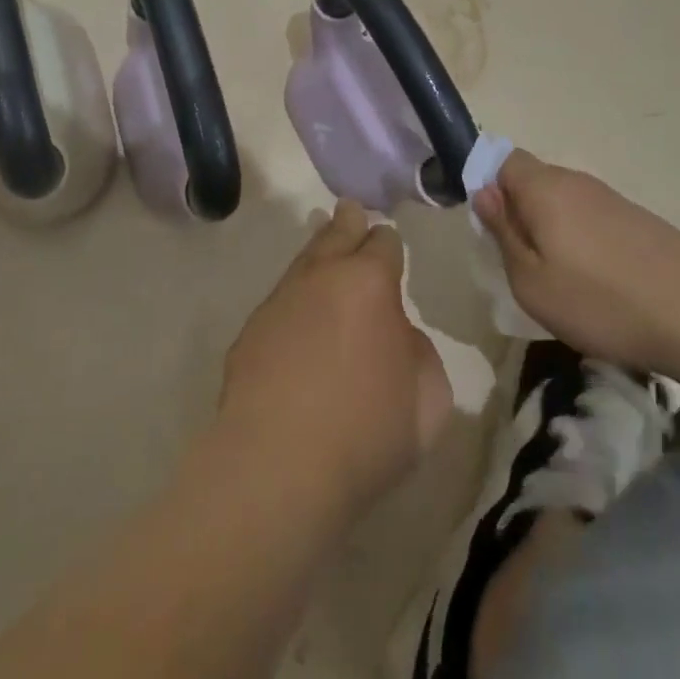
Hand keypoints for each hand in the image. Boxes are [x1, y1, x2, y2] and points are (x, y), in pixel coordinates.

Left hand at [219, 203, 451, 512]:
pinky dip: (295, 299)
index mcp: (369, 281)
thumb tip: (397, 335)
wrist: (276, 467)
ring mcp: (280, 299)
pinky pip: (280, 300)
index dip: (390, 245)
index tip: (391, 253)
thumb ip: (419, 351)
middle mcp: (322, 276)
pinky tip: (298, 318)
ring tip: (324, 247)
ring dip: (318, 253)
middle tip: (351, 213)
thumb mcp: (429, 398)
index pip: (384, 241)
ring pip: (304, 260)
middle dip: (349, 222)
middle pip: (337, 232)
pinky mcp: (251, 330)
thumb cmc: (366, 432)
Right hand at [473, 150, 679, 378]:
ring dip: (551, 229)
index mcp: (544, 187)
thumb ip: (503, 233)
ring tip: (560, 279)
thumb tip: (484, 194)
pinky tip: (597, 282)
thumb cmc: (601, 301)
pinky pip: (591, 218)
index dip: (488, 186)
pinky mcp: (637, 219)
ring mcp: (610, 198)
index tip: (489, 228)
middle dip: (519, 212)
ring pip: (563, 201)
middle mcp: (575, 181)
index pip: (503, 160)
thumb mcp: (532, 282)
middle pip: (533, 181)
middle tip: (520, 261)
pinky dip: (582, 240)